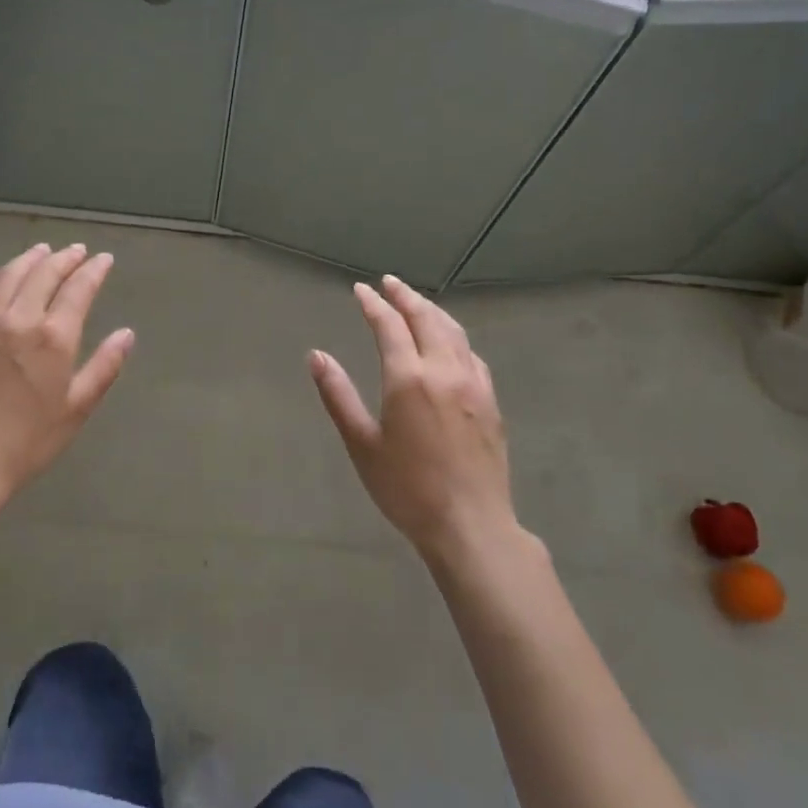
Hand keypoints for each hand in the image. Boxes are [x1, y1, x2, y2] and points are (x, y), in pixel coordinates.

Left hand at [0, 243, 133, 525]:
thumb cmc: (31, 439)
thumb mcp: (78, 407)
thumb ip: (104, 366)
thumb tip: (126, 334)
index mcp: (55, 337)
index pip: (78, 289)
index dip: (93, 270)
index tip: (104, 259)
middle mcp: (21, 319)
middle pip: (44, 274)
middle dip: (64, 258)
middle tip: (77, 250)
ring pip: (11, 276)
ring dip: (30, 259)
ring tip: (43, 251)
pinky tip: (1, 272)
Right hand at [309, 276, 515, 559]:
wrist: (470, 524)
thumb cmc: (407, 488)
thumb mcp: (362, 444)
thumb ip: (338, 395)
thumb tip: (316, 356)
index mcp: (408, 378)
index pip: (389, 325)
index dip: (373, 304)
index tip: (360, 290)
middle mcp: (443, 370)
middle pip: (426, 318)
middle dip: (405, 296)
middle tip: (389, 283)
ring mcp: (474, 384)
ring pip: (454, 332)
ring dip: (432, 311)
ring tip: (417, 302)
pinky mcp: (490, 401)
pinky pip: (471, 354)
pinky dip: (454, 337)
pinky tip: (450, 344)